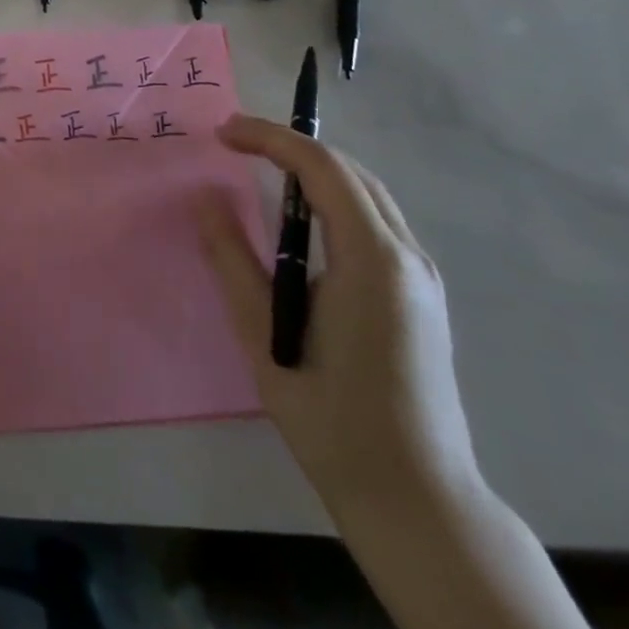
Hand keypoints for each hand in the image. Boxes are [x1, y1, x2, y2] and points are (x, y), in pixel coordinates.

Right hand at [196, 114, 478, 520]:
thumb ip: (233, 258)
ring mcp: (422, 278)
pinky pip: (376, 223)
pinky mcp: (421, 297)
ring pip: (369, 195)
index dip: (270, 139)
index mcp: (373, 260)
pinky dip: (334, 199)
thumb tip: (207, 200)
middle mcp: (408, 257)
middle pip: (352, 173)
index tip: (222, 133)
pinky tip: (301, 218)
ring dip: (315, 171)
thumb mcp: (264, 333)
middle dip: (292, 146)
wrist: (414, 496)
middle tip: (236, 142)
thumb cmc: (330, 414)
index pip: (322, 169)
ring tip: (262, 168)